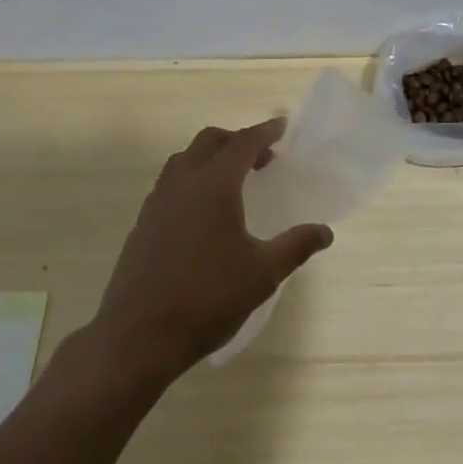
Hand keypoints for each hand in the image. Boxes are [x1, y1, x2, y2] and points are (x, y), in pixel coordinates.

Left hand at [93, 118, 333, 382]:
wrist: (138, 337)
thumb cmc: (208, 298)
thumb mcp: (263, 274)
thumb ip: (295, 246)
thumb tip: (324, 231)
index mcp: (214, 185)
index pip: (243, 143)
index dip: (265, 132)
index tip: (282, 126)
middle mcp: (182, 183)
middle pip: (209, 142)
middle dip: (237, 140)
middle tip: (261, 157)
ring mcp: (157, 203)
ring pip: (184, 160)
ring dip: (210, 158)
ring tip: (232, 181)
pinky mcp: (142, 225)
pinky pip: (169, 185)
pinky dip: (191, 180)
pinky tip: (202, 214)